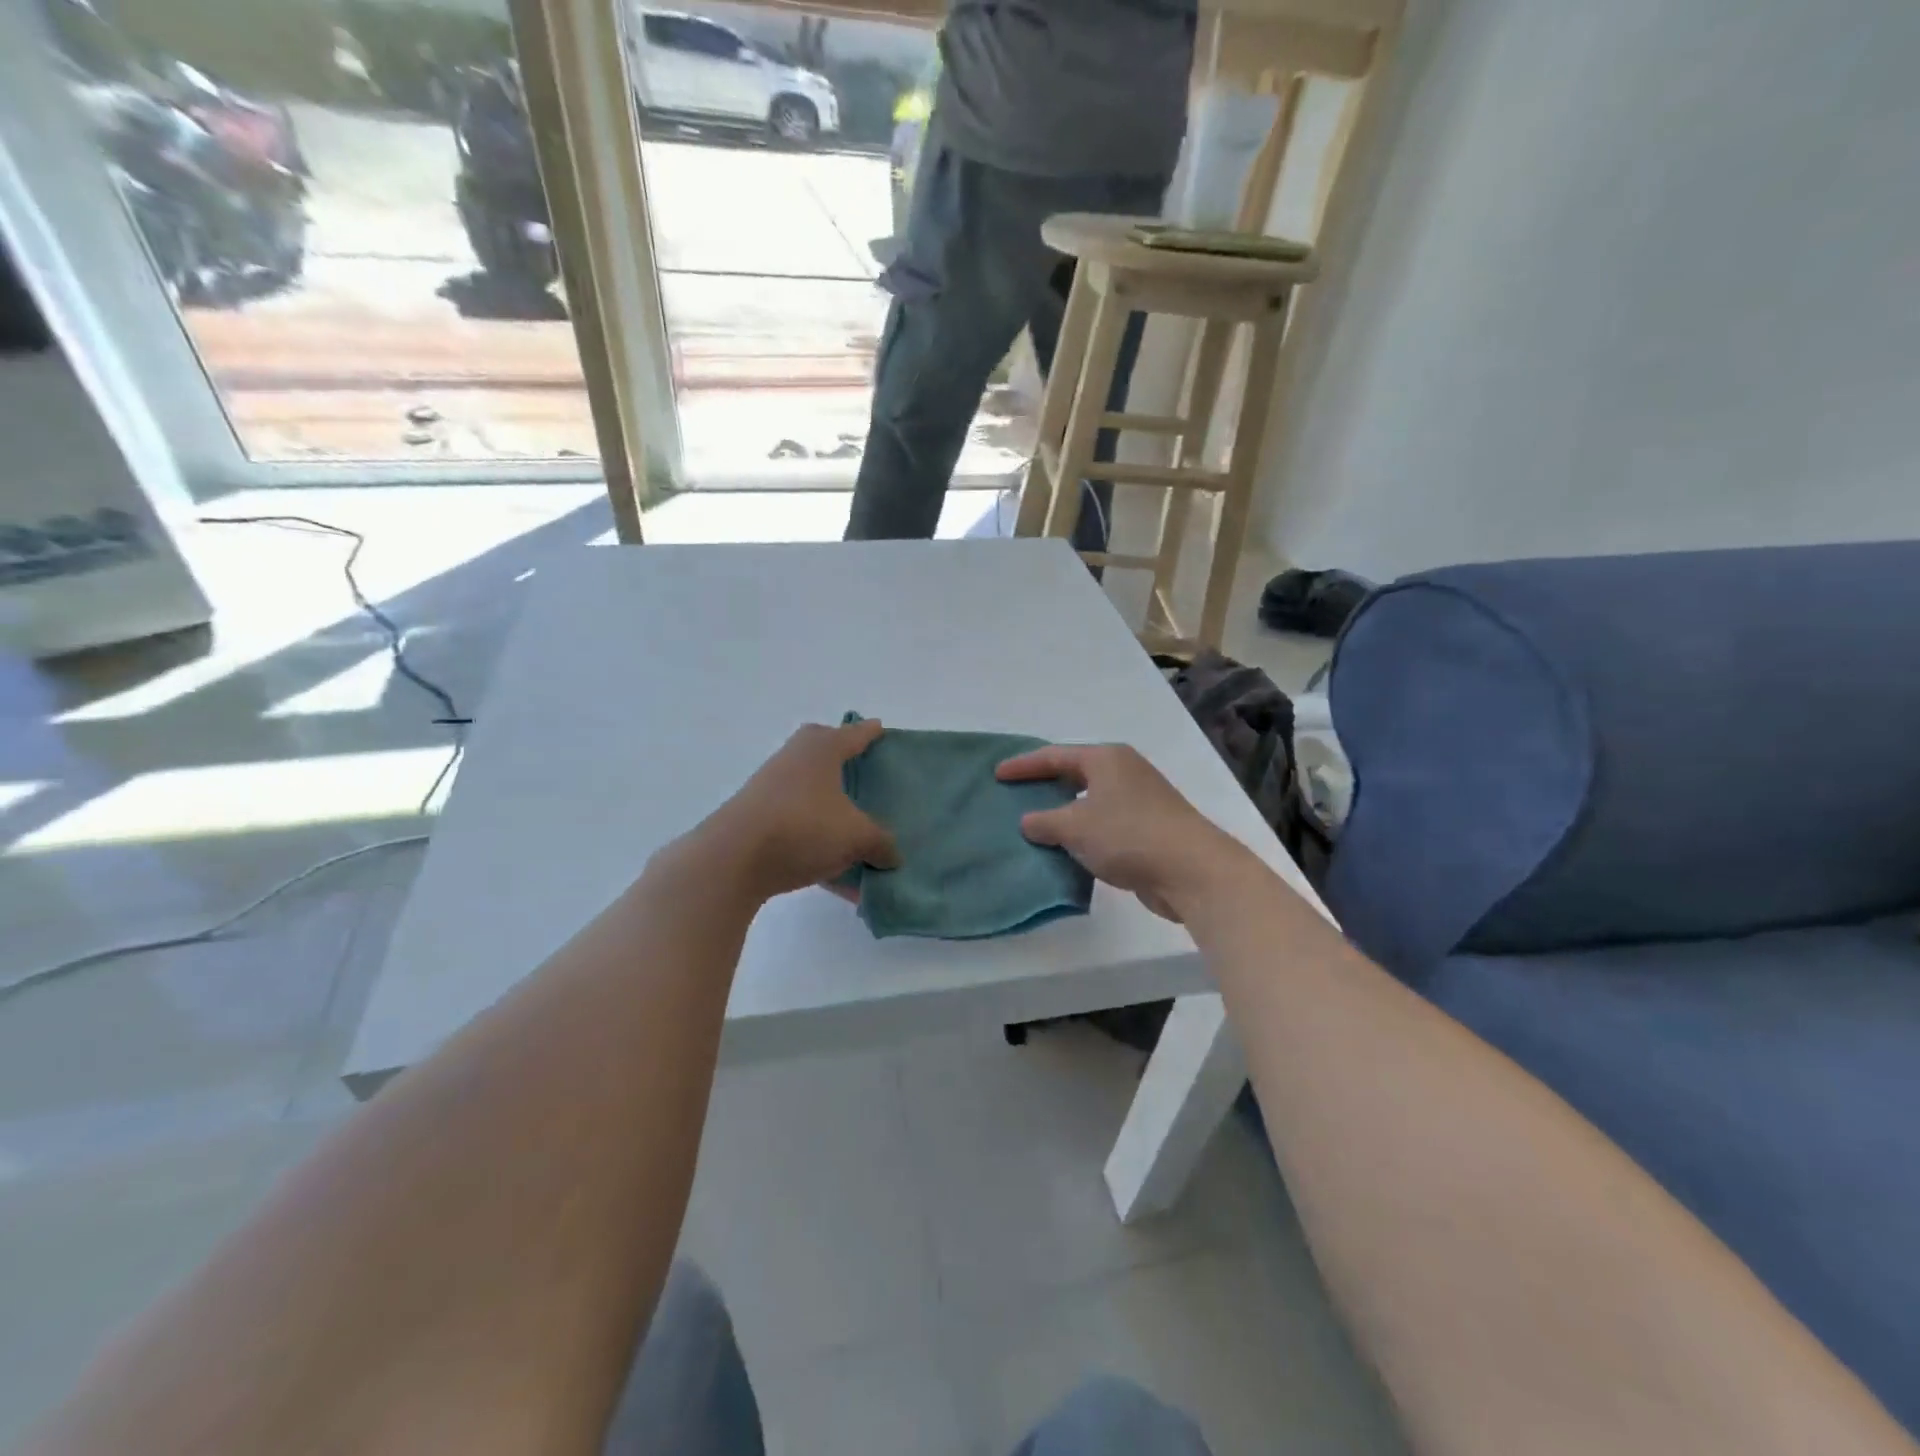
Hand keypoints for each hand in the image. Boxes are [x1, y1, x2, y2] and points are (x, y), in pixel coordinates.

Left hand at [688, 720, 899, 901]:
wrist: (732, 859)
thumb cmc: (803, 827)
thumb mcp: (856, 836)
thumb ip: (880, 843)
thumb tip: (892, 855)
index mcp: (821, 750)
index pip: (853, 734)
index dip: (869, 732)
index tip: (879, 728)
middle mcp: (793, 761)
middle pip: (821, 752)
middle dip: (842, 760)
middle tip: (862, 771)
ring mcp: (770, 791)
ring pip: (809, 793)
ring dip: (831, 809)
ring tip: (856, 830)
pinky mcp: (757, 822)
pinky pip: (798, 829)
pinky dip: (819, 846)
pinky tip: (840, 879)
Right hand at [997, 743, 1257, 921]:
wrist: (1191, 870)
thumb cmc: (1128, 835)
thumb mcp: (1075, 827)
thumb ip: (1044, 821)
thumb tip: (1028, 821)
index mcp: (1106, 759)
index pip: (1055, 756)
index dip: (1024, 765)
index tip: (998, 774)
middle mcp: (1124, 772)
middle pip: (1075, 774)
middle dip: (1045, 785)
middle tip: (1015, 795)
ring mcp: (1139, 800)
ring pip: (1090, 802)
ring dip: (1064, 813)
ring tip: (1034, 825)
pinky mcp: (1148, 829)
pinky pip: (1103, 825)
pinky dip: (1083, 833)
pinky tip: (1066, 849)